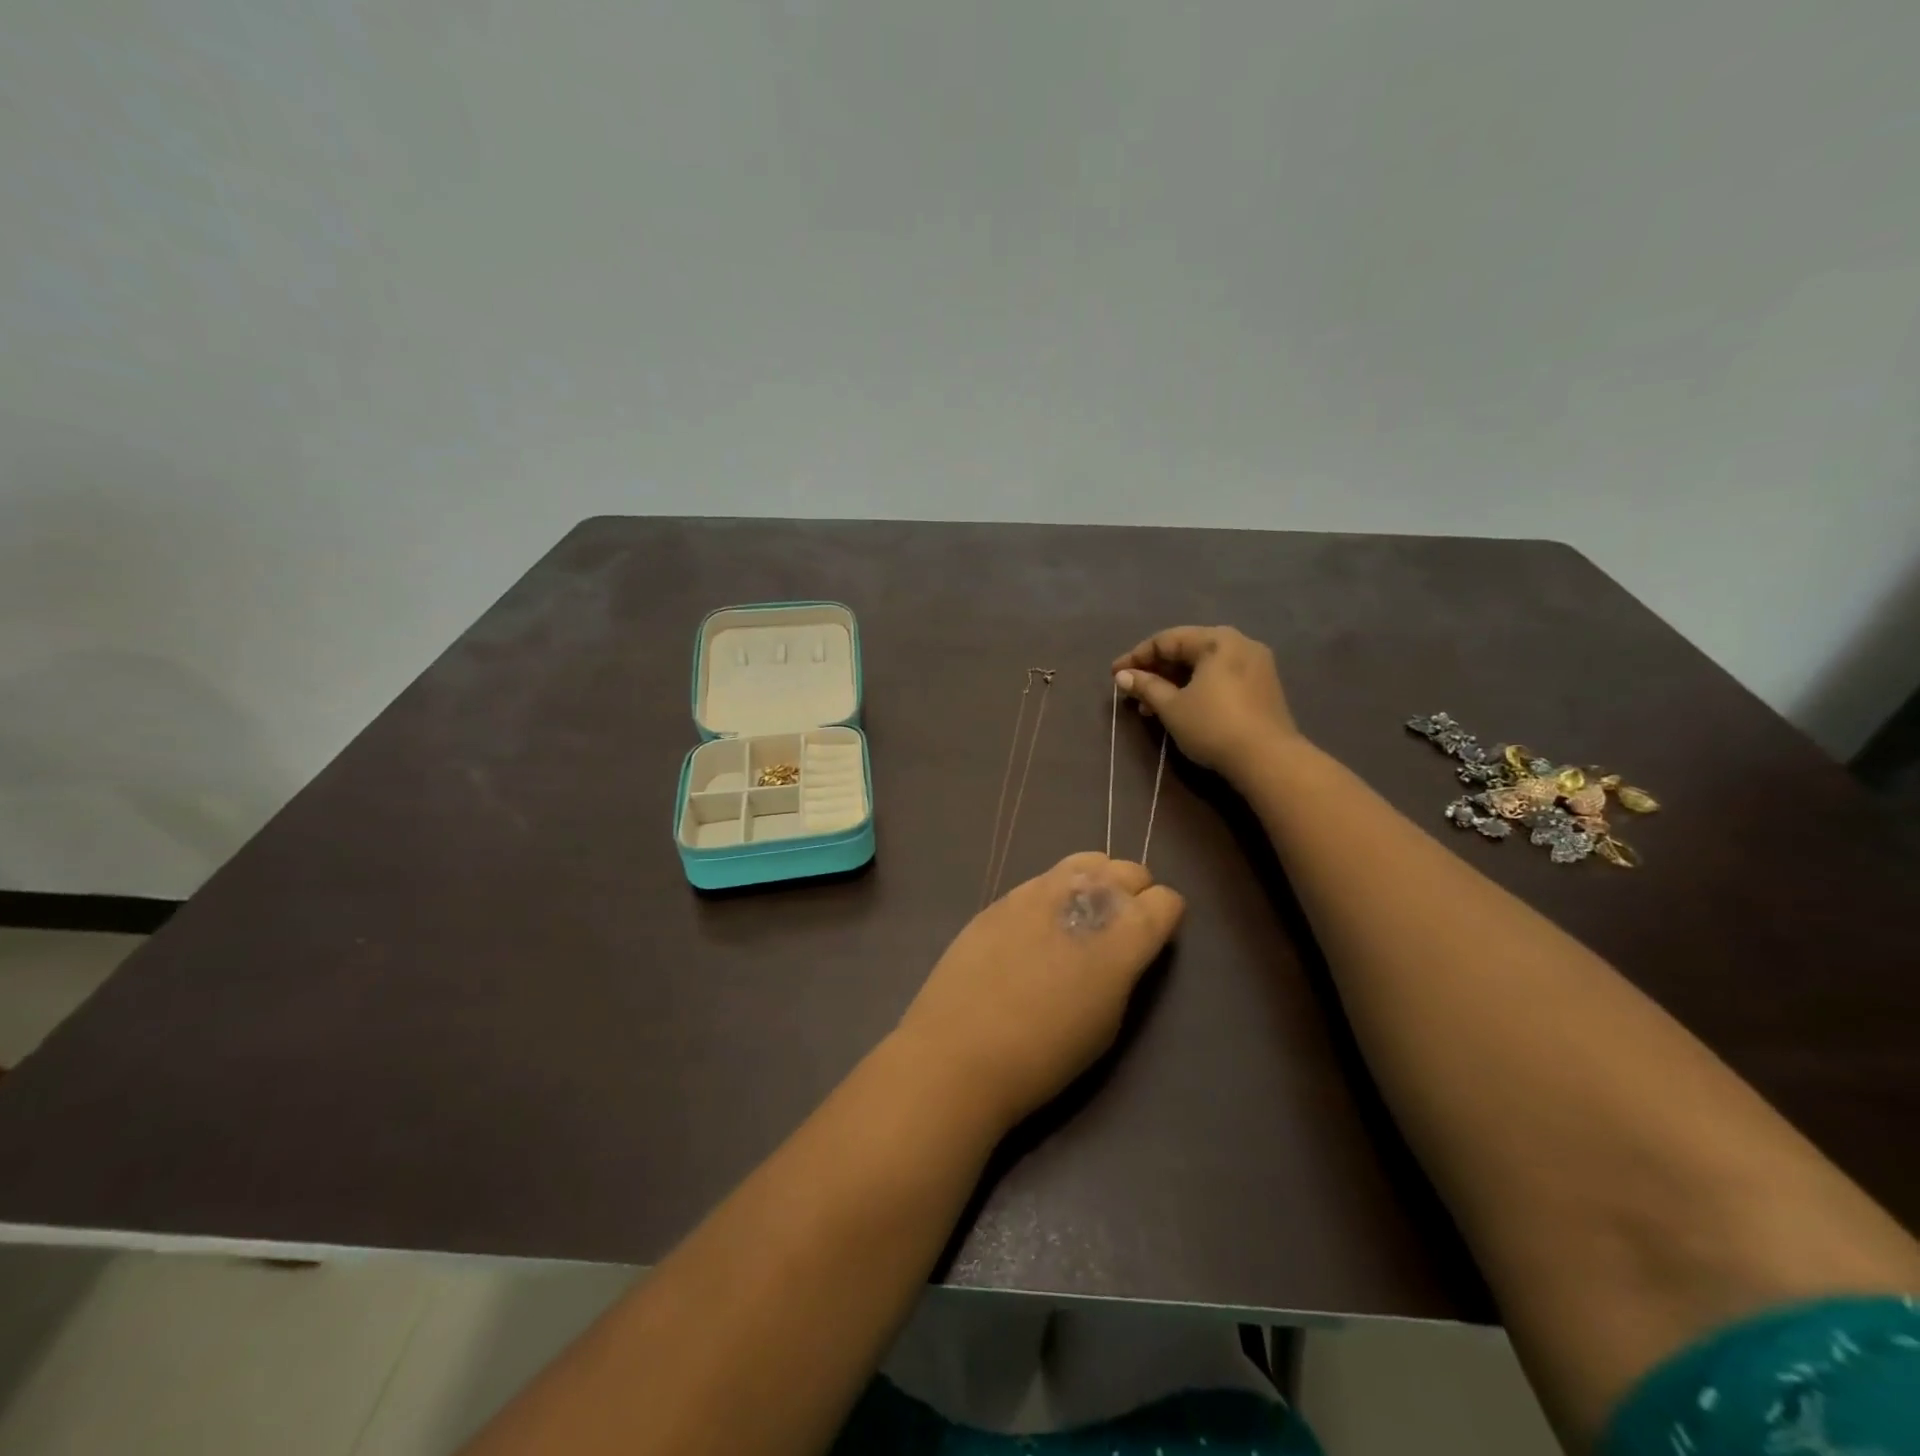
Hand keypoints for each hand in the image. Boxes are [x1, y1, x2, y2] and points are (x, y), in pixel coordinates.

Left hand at [896, 854, 1185, 1131]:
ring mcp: (1039, 890)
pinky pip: (1045, 878)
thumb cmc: (1045, 1055)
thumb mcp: (1108, 1022)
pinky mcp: (1004, 895)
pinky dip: (1057, 891)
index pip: (1165, 900)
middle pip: (1129, 870)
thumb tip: (1125, 947)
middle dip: (1135, 892)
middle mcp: (1084, 897)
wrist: (959, 1052)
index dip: (1166, 918)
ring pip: (1086, 860)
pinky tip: (1042, 924)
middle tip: (1122, 926)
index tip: (1155, 937)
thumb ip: (1124, 970)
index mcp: (1123, 935)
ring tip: (1084, 914)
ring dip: (1096, 881)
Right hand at [1112, 626, 1299, 779]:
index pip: (1167, 640)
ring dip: (1174, 682)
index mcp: (1217, 640)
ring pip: (1204, 666)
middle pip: (1187, 650)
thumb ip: (1146, 686)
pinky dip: (1196, 688)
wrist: (1267, 759)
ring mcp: (1256, 665)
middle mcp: (1239, 643)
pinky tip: (1181, 708)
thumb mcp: (1172, 707)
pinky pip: (1220, 678)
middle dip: (1156, 671)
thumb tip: (1122, 675)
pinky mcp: (1262, 687)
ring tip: (1151, 707)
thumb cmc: (1213, 726)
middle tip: (1132, 692)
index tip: (1114, 675)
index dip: (1136, 657)